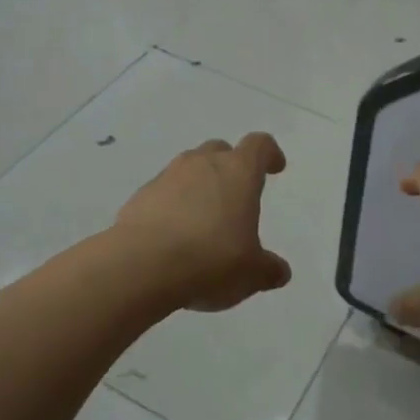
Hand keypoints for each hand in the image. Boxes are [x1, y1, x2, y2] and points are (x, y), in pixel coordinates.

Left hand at [113, 133, 292, 309]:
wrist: (141, 266)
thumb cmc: (211, 260)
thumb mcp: (251, 273)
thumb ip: (268, 269)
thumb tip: (279, 271)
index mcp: (238, 172)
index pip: (259, 145)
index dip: (269, 154)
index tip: (274, 168)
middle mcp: (202, 164)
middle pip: (220, 150)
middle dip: (230, 167)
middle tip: (236, 195)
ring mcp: (167, 177)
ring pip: (189, 169)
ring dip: (199, 186)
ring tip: (203, 220)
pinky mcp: (140, 196)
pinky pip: (164, 193)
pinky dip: (172, 206)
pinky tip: (174, 236)